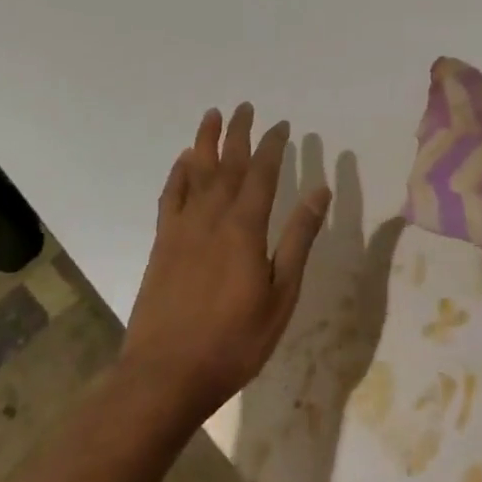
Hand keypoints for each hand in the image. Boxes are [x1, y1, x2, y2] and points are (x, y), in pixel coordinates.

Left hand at [119, 103, 331, 427]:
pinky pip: (170, 197)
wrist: (165, 375)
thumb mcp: (281, 295)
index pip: (262, 173)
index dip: (273, 146)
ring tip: (212, 115)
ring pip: (196, 172)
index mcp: (245, 227)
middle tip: (245, 106)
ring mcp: (182, 229)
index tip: (282, 125)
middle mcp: (212, 217)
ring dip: (205, 141)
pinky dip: (178, 174)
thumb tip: (319, 190)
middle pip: (227, 164)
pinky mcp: (162, 244)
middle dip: (238, 133)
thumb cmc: (234, 341)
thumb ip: (299, 239)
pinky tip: (183, 162)